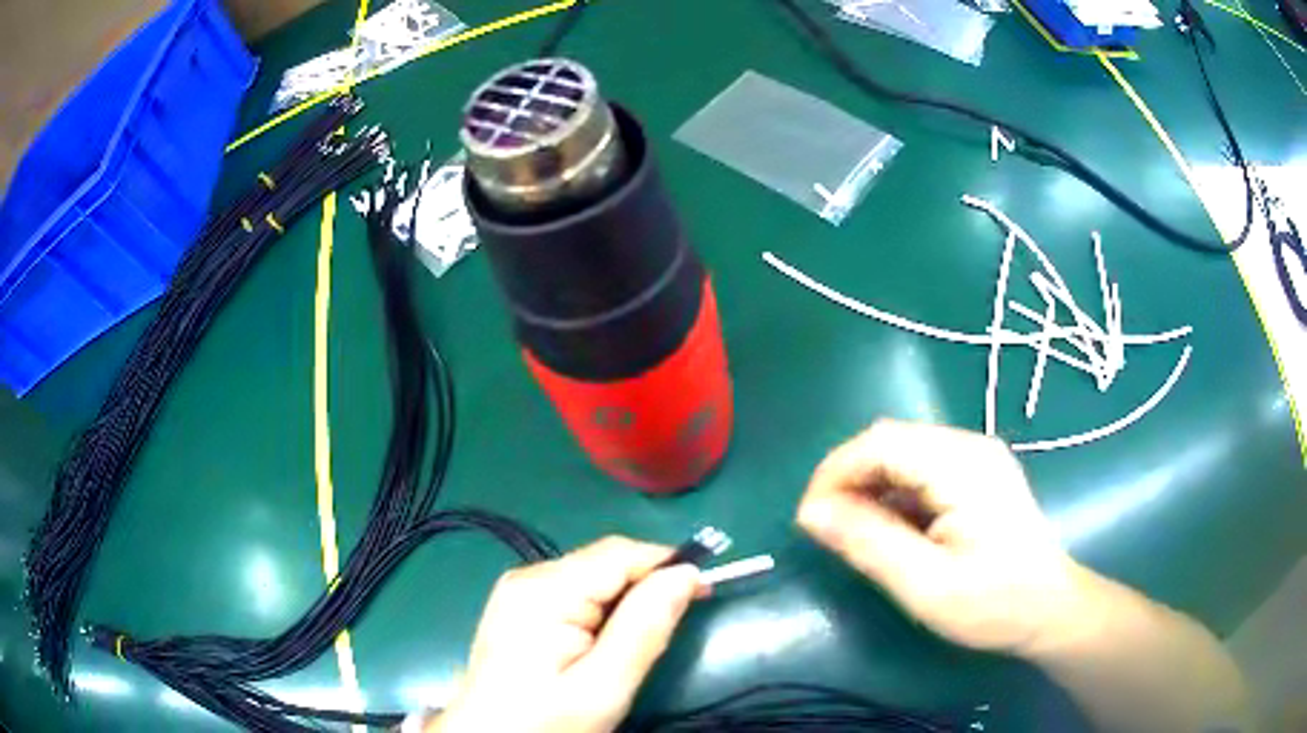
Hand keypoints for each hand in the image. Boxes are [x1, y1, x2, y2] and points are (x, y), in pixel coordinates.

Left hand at [434, 536, 701, 732]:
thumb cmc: (546, 721)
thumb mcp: (604, 686)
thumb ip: (645, 627)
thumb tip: (686, 574)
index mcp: (545, 590)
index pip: (621, 553)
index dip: (668, 564)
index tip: (704, 590)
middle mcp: (528, 576)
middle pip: (605, 561)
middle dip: (647, 583)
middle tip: (674, 623)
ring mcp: (518, 590)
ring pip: (593, 575)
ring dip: (627, 597)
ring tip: (641, 636)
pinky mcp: (518, 605)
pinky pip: (574, 590)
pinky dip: (603, 607)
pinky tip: (607, 637)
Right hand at [796, 419, 1083, 655]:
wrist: (1051, 610)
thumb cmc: (993, 604)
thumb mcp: (925, 585)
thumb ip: (868, 543)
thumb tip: (811, 513)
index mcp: (961, 464)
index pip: (879, 442)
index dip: (834, 474)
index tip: (809, 521)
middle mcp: (969, 446)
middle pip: (890, 442)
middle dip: (849, 481)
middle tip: (829, 532)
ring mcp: (977, 458)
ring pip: (903, 454)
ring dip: (870, 489)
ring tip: (858, 536)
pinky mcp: (978, 475)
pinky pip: (921, 470)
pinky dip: (895, 495)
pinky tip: (894, 531)